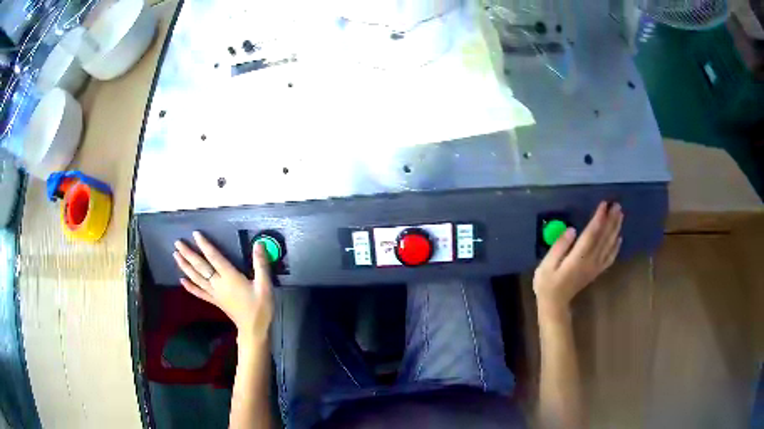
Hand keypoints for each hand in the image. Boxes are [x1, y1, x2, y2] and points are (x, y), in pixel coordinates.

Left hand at [173, 231, 273, 341]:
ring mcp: (214, 293)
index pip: (214, 257)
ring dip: (185, 266)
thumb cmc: (260, 307)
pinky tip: (181, 280)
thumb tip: (259, 243)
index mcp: (230, 277)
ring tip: (175, 255)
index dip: (205, 245)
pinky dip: (190, 286)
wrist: (254, 329)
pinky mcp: (214, 301)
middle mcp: (218, 284)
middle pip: (200, 267)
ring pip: (196, 278)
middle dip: (188, 254)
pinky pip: (199, 293)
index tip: (195, 234)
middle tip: (177, 243)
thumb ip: (261, 264)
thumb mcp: (265, 285)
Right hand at [534, 202, 622, 313]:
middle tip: (617, 205)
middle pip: (604, 237)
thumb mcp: (546, 265)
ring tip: (620, 215)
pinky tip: (619, 238)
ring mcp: (595, 267)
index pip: (591, 234)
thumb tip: (572, 230)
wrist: (554, 304)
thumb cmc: (547, 283)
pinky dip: (616, 247)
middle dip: (611, 220)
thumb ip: (559, 246)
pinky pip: (610, 257)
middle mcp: (590, 261)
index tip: (604, 204)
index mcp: (578, 258)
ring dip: (615, 229)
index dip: (599, 219)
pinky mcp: (596, 271)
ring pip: (609, 245)